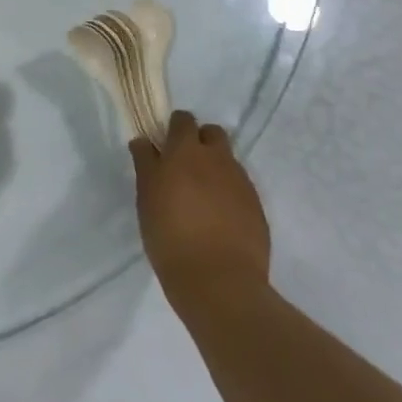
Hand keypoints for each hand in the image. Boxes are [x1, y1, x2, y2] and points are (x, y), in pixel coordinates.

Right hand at [132, 112, 271, 307]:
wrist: (219, 282)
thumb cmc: (170, 236)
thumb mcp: (146, 198)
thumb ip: (146, 164)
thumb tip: (144, 141)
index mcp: (186, 151)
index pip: (182, 120)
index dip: (173, 129)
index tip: (164, 147)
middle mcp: (217, 159)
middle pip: (212, 133)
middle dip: (200, 141)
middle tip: (185, 168)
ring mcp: (241, 182)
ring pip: (227, 160)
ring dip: (215, 168)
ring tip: (202, 197)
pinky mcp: (257, 206)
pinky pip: (240, 187)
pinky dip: (228, 193)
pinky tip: (219, 218)